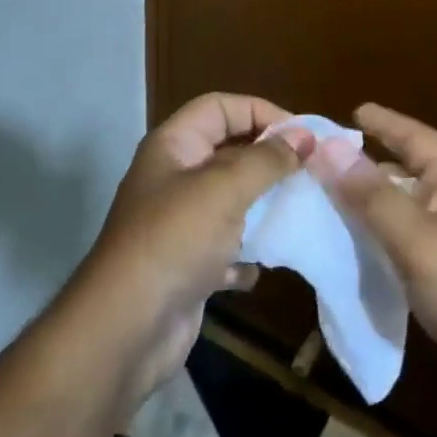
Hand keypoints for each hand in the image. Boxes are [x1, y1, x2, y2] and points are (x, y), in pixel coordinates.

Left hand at [76, 94, 310, 406]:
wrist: (126, 330)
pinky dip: (243, 256)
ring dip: (260, 209)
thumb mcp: (225, 188)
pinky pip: (224, 250)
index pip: (220, 107)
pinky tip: (257, 268)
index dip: (260, 111)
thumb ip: (268, 159)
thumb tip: (305, 136)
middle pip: (228, 153)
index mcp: (174, 146)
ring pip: (229, 202)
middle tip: (310, 172)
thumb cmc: (176, 240)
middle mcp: (173, 178)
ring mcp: (178, 224)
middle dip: (267, 161)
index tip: (302, 135)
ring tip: (297, 214)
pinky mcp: (185, 267)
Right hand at [309, 104, 436, 417]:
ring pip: (402, 208)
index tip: (350, 110)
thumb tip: (327, 147)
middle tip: (321, 158)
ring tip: (323, 197)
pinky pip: (403, 242)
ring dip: (367, 202)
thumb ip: (370, 193)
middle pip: (406, 170)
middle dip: (366, 163)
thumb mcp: (417, 237)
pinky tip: (349, 244)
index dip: (383, 122)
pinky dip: (376, 237)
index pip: (415, 136)